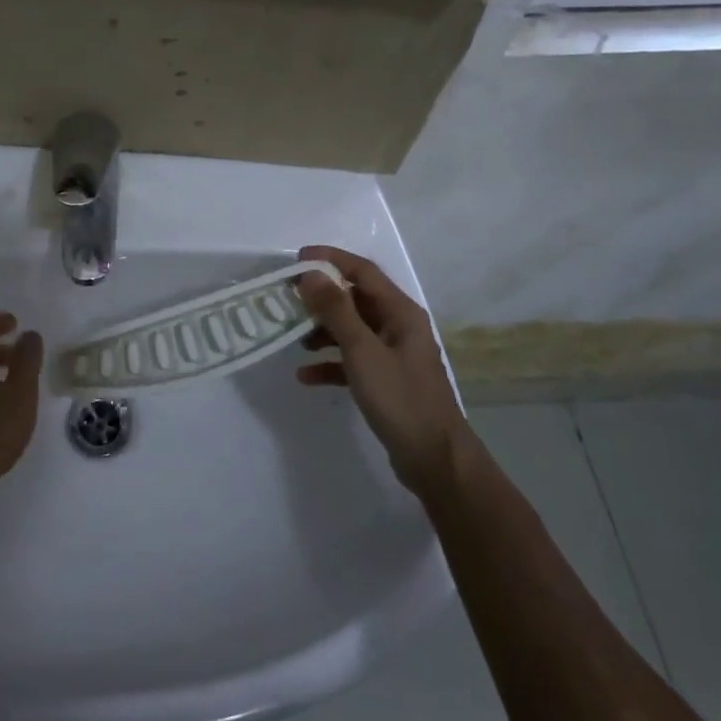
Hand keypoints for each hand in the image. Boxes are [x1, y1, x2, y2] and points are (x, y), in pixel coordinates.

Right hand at [295, 246, 466, 499]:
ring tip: (294, 338)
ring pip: (351, 330)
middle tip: (286, 299)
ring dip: (323, 331)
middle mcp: (398, 327)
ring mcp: (392, 355)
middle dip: (321, 298)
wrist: (434, 460)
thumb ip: (336, 311)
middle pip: (355, 300)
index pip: (363, 272)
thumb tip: (311, 273)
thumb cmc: (400, 398)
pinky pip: (352, 361)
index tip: (296, 260)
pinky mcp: (385, 381)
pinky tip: (306, 376)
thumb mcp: (363, 351)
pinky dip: (330, 364)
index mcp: (400, 312)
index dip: (331, 260)